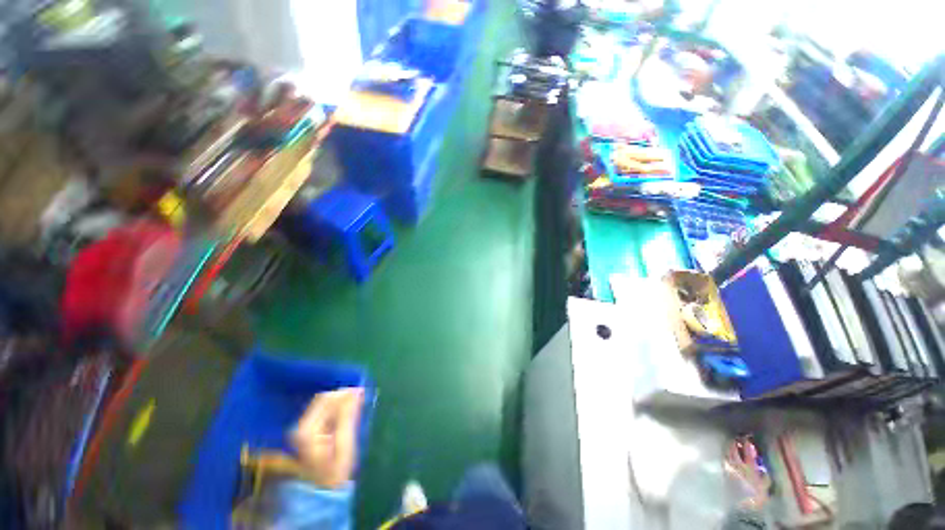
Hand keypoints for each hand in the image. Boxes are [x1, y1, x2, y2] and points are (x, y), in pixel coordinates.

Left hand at [291, 388, 363, 488]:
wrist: (323, 490)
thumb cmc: (336, 469)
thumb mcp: (345, 444)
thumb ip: (347, 416)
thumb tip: (355, 392)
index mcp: (308, 430)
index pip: (326, 399)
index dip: (344, 393)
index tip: (361, 392)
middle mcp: (301, 426)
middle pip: (323, 399)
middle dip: (342, 396)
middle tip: (360, 398)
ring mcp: (303, 428)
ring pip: (323, 403)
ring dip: (340, 401)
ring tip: (355, 405)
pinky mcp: (307, 430)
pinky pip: (323, 410)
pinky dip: (336, 408)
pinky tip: (346, 413)